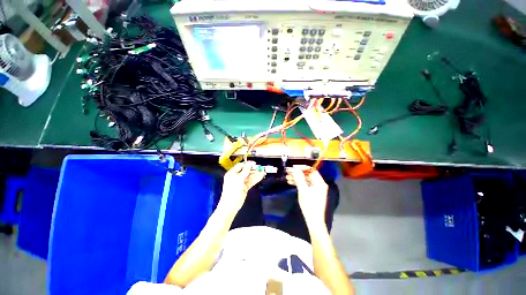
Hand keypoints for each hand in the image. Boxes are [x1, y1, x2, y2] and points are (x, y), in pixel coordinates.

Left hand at [219, 161, 265, 214]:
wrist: (231, 206)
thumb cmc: (232, 191)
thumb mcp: (238, 179)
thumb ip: (244, 172)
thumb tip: (249, 165)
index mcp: (232, 173)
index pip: (240, 166)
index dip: (247, 164)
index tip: (254, 164)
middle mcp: (236, 177)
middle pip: (246, 171)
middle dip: (253, 169)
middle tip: (260, 168)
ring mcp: (241, 182)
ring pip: (249, 176)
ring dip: (256, 174)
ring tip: (263, 172)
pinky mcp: (245, 187)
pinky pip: (251, 181)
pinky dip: (256, 179)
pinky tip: (261, 176)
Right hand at [286, 165, 327, 222]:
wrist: (313, 221)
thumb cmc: (309, 205)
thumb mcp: (303, 190)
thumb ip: (299, 178)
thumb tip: (294, 168)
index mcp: (320, 182)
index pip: (311, 170)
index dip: (302, 167)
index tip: (293, 167)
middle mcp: (319, 184)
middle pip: (307, 175)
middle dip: (297, 173)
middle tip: (288, 172)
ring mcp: (316, 189)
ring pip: (305, 180)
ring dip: (296, 178)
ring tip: (287, 177)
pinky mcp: (312, 193)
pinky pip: (305, 185)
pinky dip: (298, 183)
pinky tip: (291, 182)